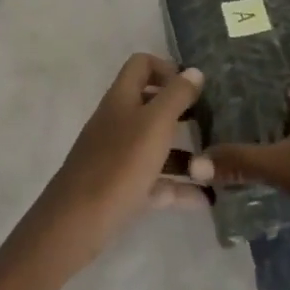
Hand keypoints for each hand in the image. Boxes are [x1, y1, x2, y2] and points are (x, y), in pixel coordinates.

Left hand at [26, 54, 205, 273]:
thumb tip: (194, 71)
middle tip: (210, 123)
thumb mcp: (155, 123)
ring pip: (155, 146)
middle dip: (181, 113)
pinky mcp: (120, 189)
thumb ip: (177, 95)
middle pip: (151, 106)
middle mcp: (118, 122)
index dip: (166, 69)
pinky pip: (154, 182)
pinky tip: (204, 198)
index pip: (141, 65)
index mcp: (122, 98)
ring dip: (184, 155)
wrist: (75, 224)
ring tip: (214, 166)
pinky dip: (177, 187)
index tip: (192, 87)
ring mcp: (117, 157)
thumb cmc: (119, 164)